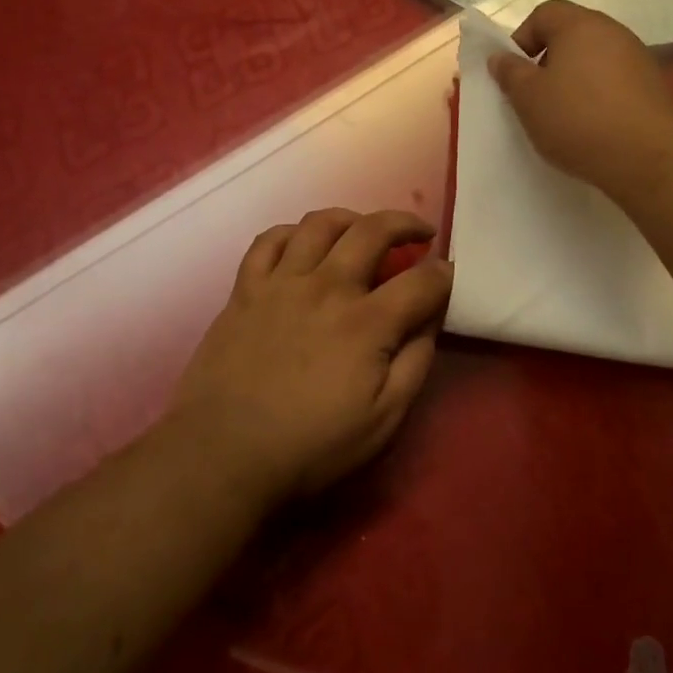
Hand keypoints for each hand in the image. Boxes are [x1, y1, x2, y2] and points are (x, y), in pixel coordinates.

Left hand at [167, 208, 452, 503]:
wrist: (223, 454)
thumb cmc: (311, 446)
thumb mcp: (383, 419)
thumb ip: (415, 362)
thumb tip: (432, 318)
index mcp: (366, 323)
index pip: (421, 281)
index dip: (444, 274)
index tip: (449, 275)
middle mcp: (326, 287)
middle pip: (373, 231)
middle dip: (406, 225)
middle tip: (420, 234)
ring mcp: (281, 283)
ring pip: (320, 224)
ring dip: (352, 218)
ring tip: (364, 229)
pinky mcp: (245, 290)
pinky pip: (269, 240)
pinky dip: (293, 232)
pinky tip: (304, 242)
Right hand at [487, 0, 672, 198]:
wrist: (649, 158)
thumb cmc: (579, 120)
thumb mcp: (529, 100)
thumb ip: (510, 74)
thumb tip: (500, 57)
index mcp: (580, 25)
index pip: (544, 13)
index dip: (521, 38)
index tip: (514, 74)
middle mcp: (613, 32)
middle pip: (571, 36)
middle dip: (547, 63)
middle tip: (535, 97)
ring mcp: (638, 59)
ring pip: (593, 61)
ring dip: (574, 82)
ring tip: (563, 117)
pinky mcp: (653, 87)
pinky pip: (614, 83)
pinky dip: (598, 98)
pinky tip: (592, 128)